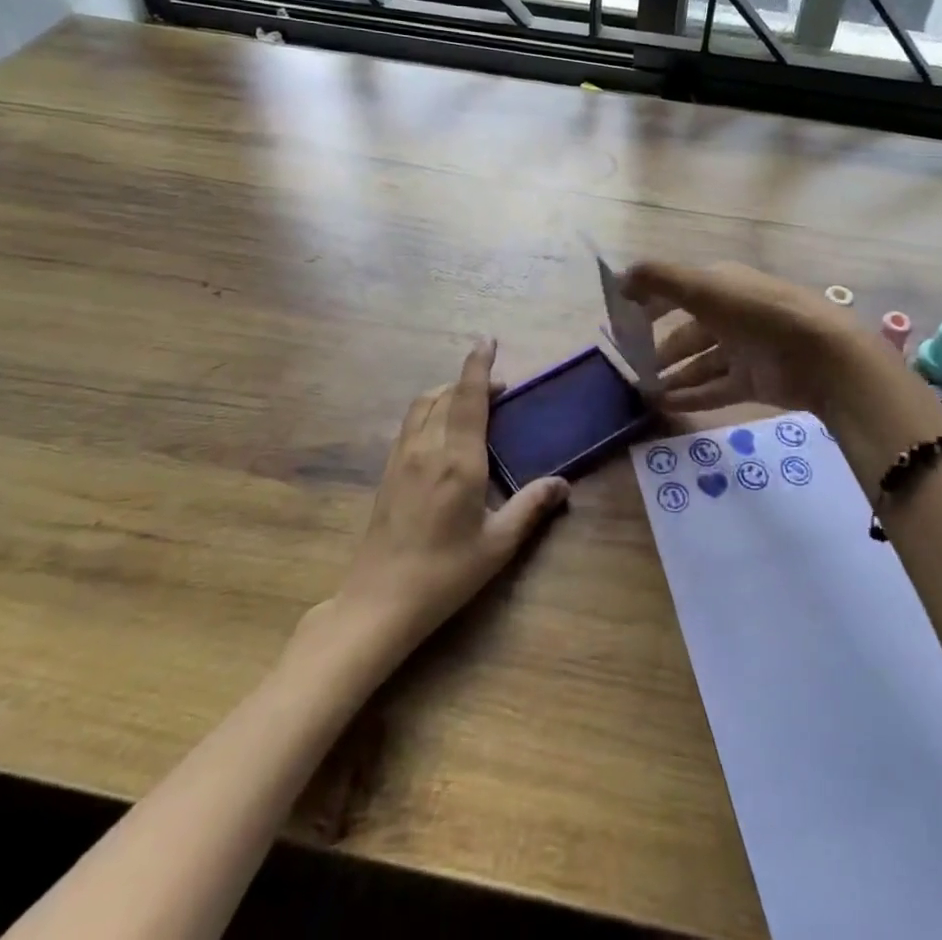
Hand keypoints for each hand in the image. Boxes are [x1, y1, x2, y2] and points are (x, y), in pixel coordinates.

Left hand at [336, 339, 569, 656]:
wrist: (379, 602)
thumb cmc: (445, 573)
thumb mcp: (497, 544)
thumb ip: (531, 507)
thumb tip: (562, 483)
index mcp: (458, 459)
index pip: (468, 396)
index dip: (479, 364)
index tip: (489, 340)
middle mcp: (427, 447)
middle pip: (444, 394)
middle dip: (469, 380)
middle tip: (498, 388)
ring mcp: (401, 458)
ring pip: (422, 405)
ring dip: (446, 392)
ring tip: (470, 402)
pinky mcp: (387, 472)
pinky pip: (410, 424)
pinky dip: (429, 410)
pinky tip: (441, 432)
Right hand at [619, 261, 870, 416]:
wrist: (821, 355)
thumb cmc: (757, 312)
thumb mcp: (703, 287)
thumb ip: (659, 279)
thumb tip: (620, 278)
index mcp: (722, 285)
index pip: (678, 290)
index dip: (650, 302)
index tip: (622, 319)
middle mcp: (731, 314)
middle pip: (688, 331)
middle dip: (660, 346)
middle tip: (631, 364)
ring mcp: (743, 349)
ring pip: (699, 363)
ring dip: (672, 375)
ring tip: (642, 390)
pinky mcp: (753, 381)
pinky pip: (714, 389)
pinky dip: (689, 396)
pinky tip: (662, 405)